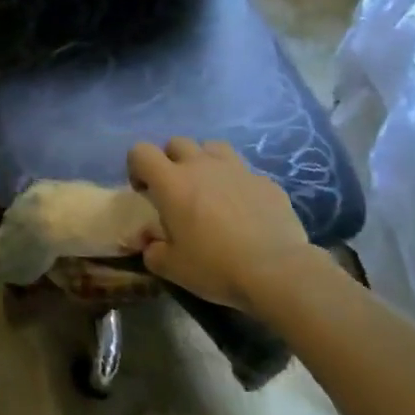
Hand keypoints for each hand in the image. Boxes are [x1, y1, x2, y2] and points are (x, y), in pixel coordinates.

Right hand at [127, 138, 311, 314]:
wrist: (278, 271)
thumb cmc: (216, 266)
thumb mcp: (172, 268)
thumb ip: (153, 251)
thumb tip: (150, 244)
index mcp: (172, 182)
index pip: (141, 151)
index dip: (137, 166)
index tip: (144, 191)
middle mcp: (201, 166)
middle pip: (177, 142)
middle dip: (171, 161)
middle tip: (177, 191)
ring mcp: (237, 170)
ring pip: (213, 147)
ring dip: (205, 161)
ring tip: (210, 189)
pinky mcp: (266, 182)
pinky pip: (244, 172)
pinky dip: (238, 184)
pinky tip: (244, 209)